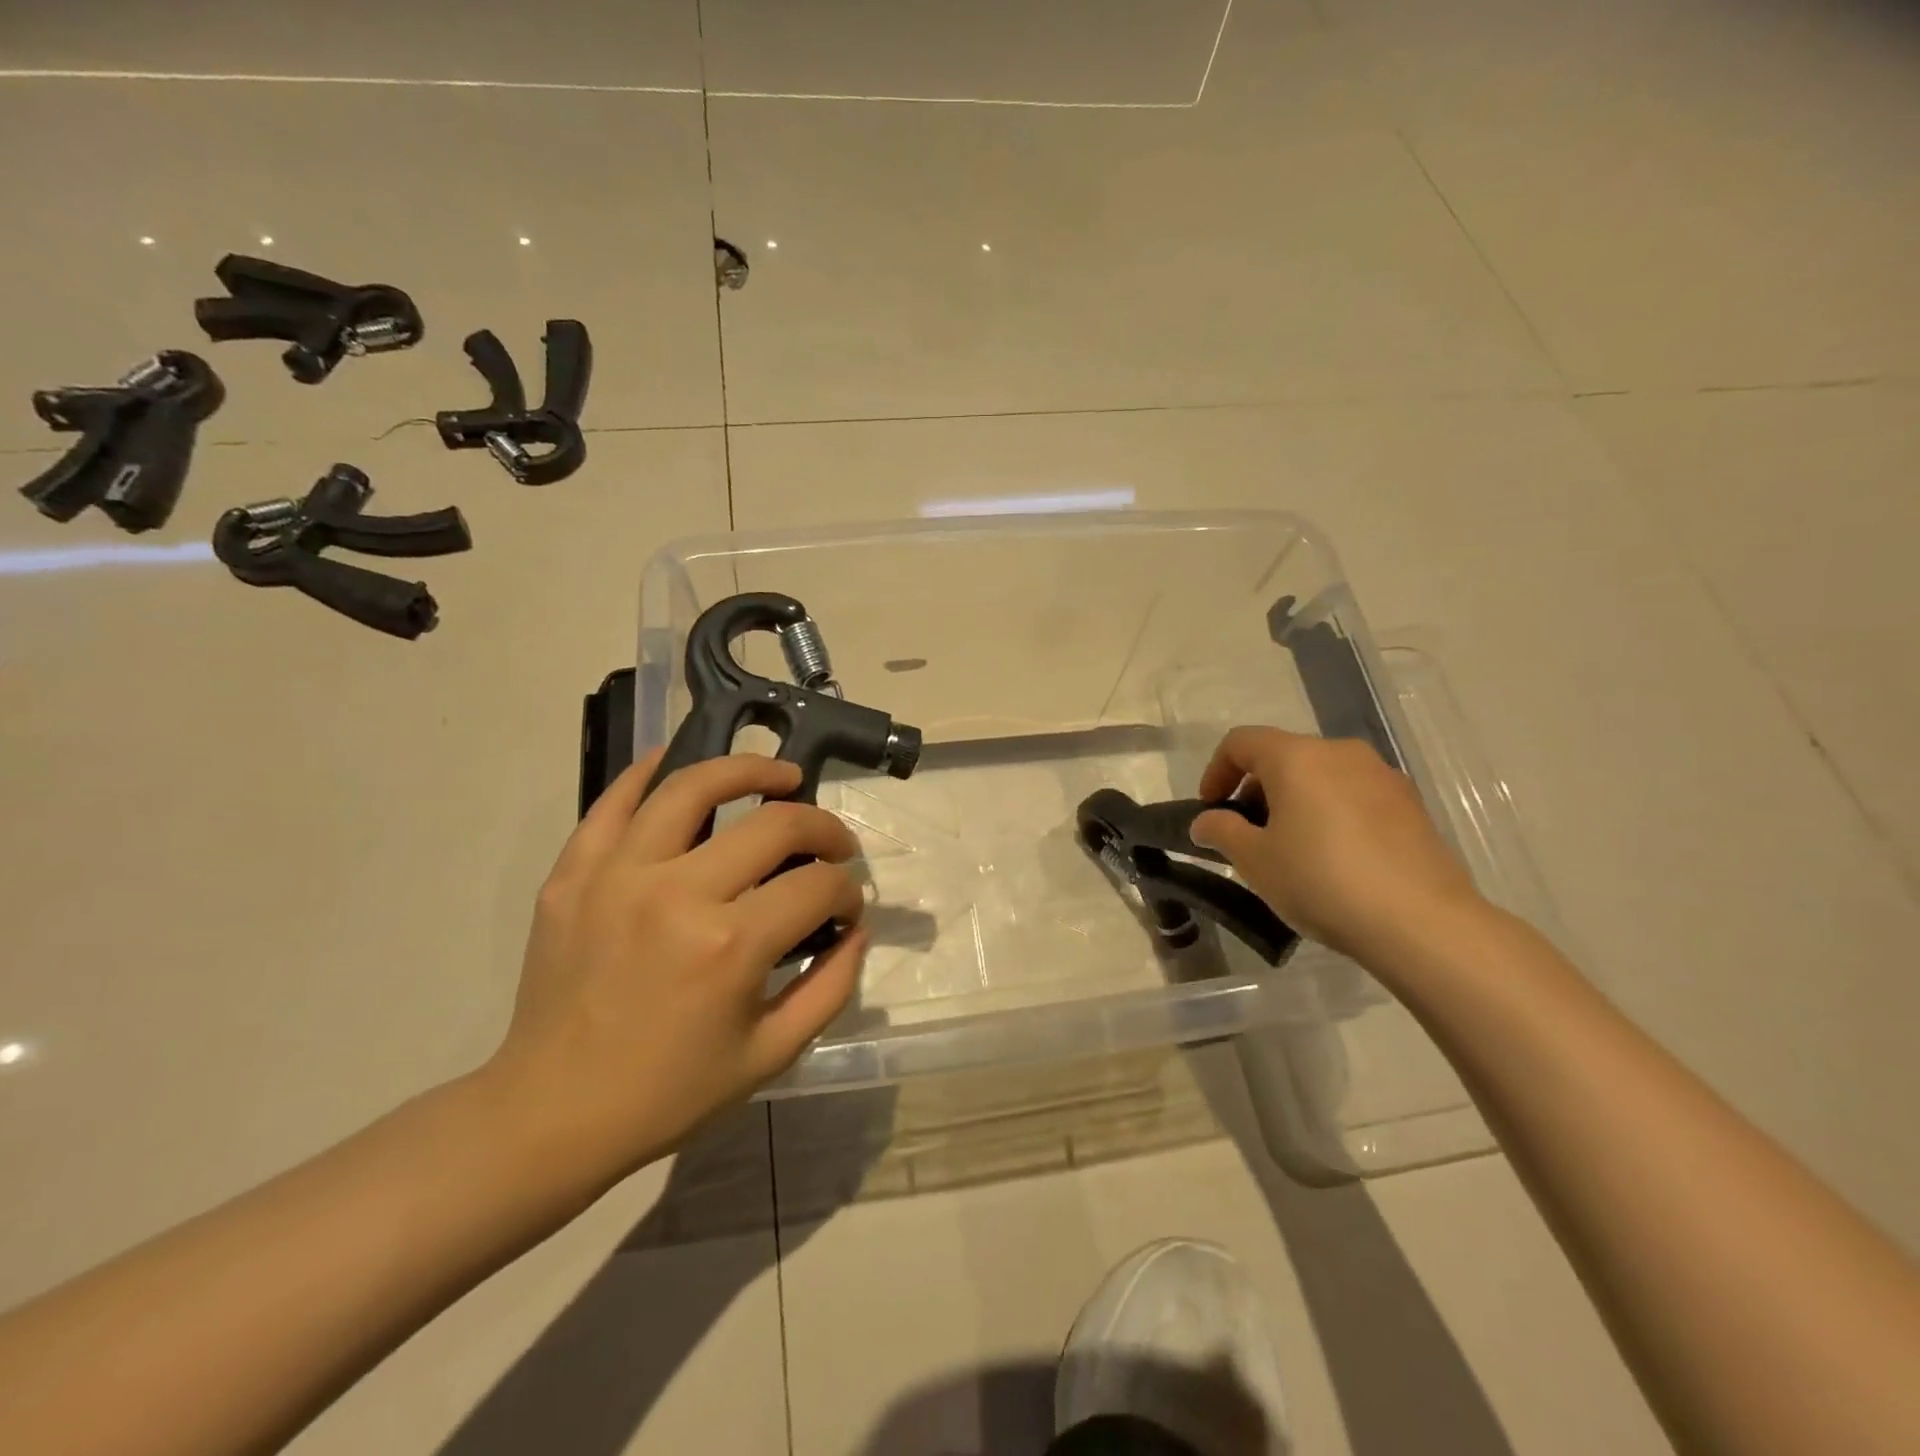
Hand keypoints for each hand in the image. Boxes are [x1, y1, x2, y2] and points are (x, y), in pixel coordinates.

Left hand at [483, 751, 866, 1190]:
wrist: (551, 1113)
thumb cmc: (669, 1091)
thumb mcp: (771, 1054)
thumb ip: (831, 986)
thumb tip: (856, 928)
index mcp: (730, 946)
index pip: (817, 886)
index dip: (847, 891)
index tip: (846, 907)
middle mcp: (677, 894)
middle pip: (774, 825)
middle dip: (823, 828)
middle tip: (833, 844)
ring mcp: (618, 874)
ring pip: (694, 787)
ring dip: (749, 770)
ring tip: (779, 776)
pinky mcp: (573, 873)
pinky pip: (614, 802)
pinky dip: (649, 773)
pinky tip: (679, 762)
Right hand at [1190, 727, 1486, 963]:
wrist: (1420, 923)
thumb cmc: (1321, 880)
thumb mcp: (1255, 860)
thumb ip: (1222, 831)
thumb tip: (1206, 822)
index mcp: (1297, 757)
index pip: (1241, 742)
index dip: (1216, 771)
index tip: (1210, 809)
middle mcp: (1340, 753)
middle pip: (1284, 755)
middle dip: (1256, 789)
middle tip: (1247, 834)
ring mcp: (1382, 776)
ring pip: (1322, 775)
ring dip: (1295, 801)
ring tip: (1290, 848)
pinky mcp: (1411, 805)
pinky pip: (1354, 795)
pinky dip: (1331, 813)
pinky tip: (1334, 858)